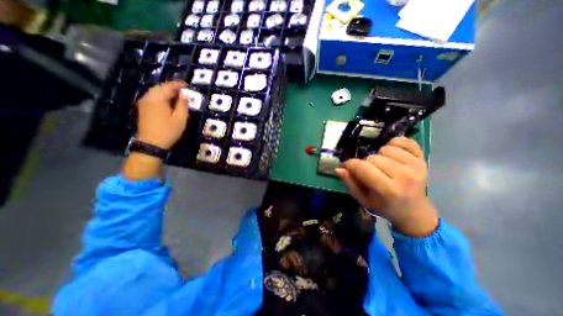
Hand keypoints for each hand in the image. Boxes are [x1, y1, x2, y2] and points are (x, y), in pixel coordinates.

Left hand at [135, 82, 188, 149]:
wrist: (151, 143)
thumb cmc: (168, 131)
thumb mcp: (180, 119)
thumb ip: (182, 105)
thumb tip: (184, 94)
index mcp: (158, 99)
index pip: (168, 86)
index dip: (178, 85)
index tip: (187, 85)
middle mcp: (148, 97)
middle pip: (160, 87)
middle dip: (172, 87)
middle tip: (183, 90)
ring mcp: (144, 102)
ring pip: (155, 92)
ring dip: (166, 92)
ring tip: (177, 96)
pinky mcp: (143, 108)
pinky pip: (152, 97)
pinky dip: (161, 96)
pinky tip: (167, 101)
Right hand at [335, 137, 436, 235]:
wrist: (413, 211)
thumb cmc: (384, 206)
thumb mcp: (363, 199)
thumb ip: (350, 183)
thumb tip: (339, 168)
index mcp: (388, 190)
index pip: (362, 167)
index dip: (350, 164)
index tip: (348, 167)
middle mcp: (404, 176)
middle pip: (373, 157)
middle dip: (365, 163)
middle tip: (368, 172)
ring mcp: (416, 165)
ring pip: (386, 148)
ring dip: (379, 155)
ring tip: (381, 165)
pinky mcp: (423, 158)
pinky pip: (403, 141)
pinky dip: (394, 144)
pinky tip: (391, 155)